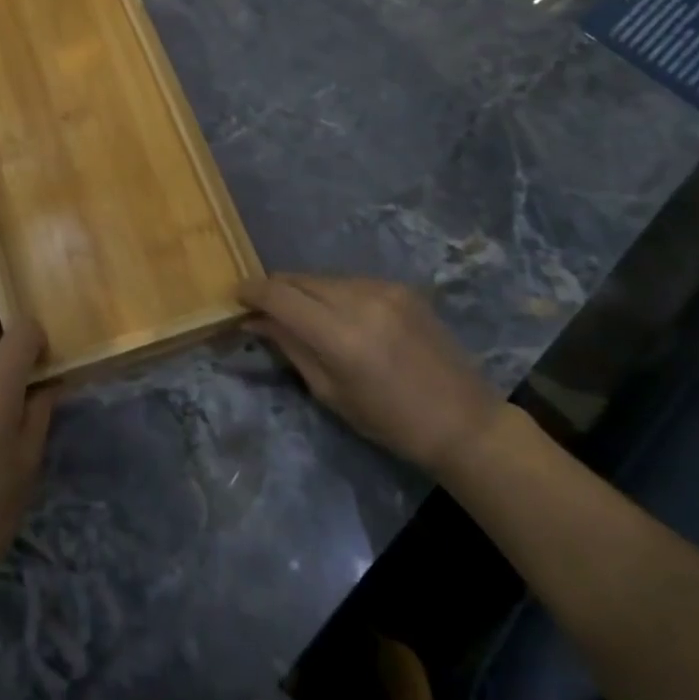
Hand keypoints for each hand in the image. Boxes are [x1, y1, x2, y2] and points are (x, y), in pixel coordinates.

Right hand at [239, 273, 502, 474]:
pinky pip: (350, 281)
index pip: (279, 296)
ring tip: (300, 314)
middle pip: (298, 278)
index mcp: (340, 336)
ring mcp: (383, 288)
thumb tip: (255, 320)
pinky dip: (333, 293)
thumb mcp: (330, 392)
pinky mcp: (400, 286)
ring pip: (323, 278)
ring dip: (304, 291)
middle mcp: (360, 300)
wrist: (463, 421)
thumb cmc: (390, 421)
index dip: (251, 292)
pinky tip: (338, 315)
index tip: (235, 297)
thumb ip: (290, 347)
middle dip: (274, 289)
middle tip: (260, 306)